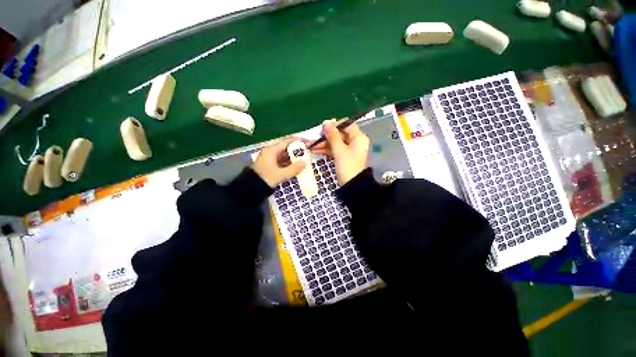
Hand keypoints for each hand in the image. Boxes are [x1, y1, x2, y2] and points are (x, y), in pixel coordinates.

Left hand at [252, 138, 306, 187]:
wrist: (251, 189)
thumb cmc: (265, 178)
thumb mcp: (281, 174)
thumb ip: (294, 169)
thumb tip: (305, 162)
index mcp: (271, 151)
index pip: (285, 142)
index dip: (296, 141)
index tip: (305, 141)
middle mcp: (270, 152)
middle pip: (285, 148)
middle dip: (296, 149)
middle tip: (306, 151)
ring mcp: (269, 159)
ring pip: (283, 155)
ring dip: (293, 156)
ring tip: (303, 158)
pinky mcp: (269, 165)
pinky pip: (281, 161)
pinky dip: (288, 162)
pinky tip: (295, 165)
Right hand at [311, 120, 369, 185]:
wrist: (352, 186)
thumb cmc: (347, 166)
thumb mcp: (339, 150)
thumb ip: (332, 135)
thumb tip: (326, 122)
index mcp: (358, 137)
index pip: (347, 124)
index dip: (335, 125)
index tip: (323, 129)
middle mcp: (355, 142)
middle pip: (339, 134)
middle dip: (326, 137)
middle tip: (315, 140)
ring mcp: (349, 150)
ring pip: (336, 142)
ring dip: (324, 144)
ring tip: (311, 146)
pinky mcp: (344, 157)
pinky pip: (335, 150)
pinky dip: (327, 150)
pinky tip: (316, 151)